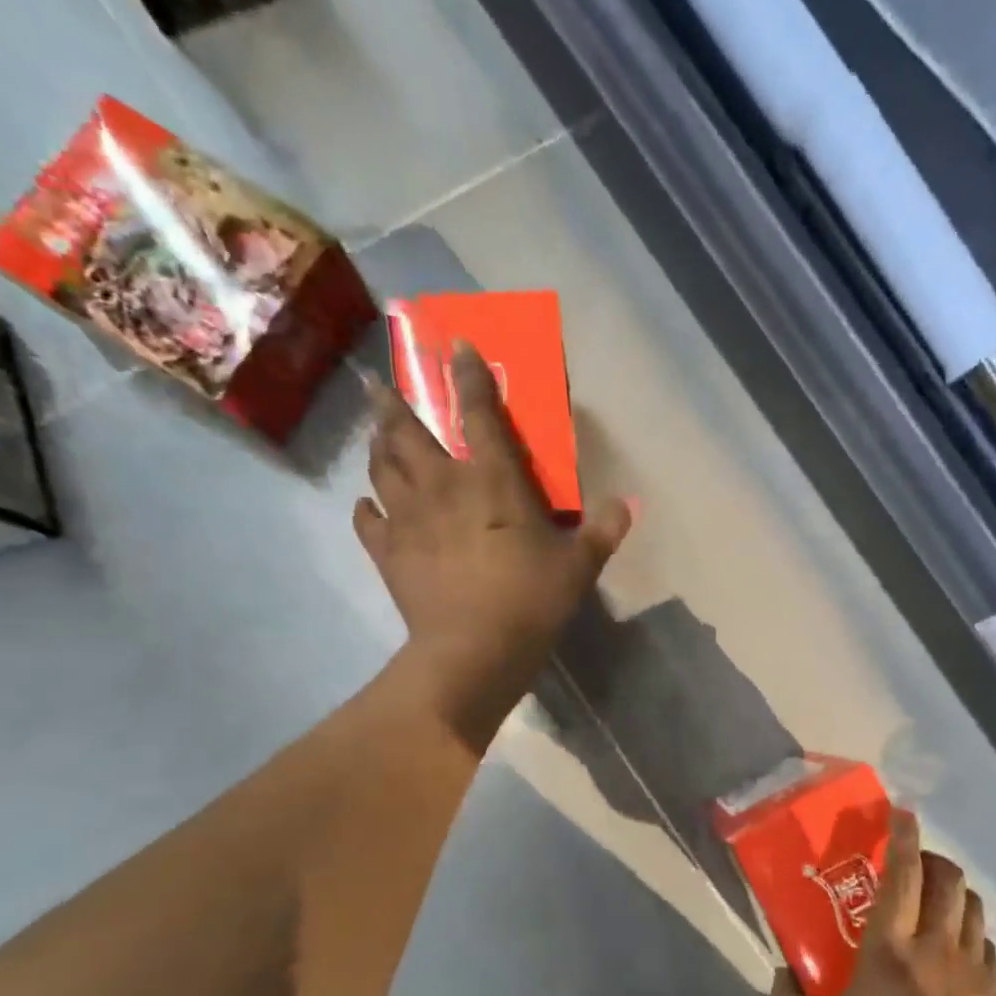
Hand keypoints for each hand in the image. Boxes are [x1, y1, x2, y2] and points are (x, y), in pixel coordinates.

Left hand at [356, 341, 629, 745]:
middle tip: (382, 386)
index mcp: (492, 481)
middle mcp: (443, 486)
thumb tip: (629, 503)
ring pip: (382, 467)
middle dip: (394, 404)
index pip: (478, 414)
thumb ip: (603, 529)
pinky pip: (369, 521)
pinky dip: (367, 508)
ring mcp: (409, 519)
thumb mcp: (579, 565)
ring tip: (376, 435)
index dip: (467, 376)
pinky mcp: (389, 553)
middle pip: (407, 432)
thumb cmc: (531, 600)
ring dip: (378, 445)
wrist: (473, 651)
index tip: (455, 345)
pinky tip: (368, 505)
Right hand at [773, 809, 995, 995]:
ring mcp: (971, 970)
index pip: (903, 873)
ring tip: (932, 900)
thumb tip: (778, 974)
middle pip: (948, 879)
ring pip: (972, 906)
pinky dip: (969, 930)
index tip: (901, 812)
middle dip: (932, 858)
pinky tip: (953, 948)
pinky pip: (985, 943)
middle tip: (910, 865)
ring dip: (954, 891)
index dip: (903, 835)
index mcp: (890, 949)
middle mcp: (936, 946)